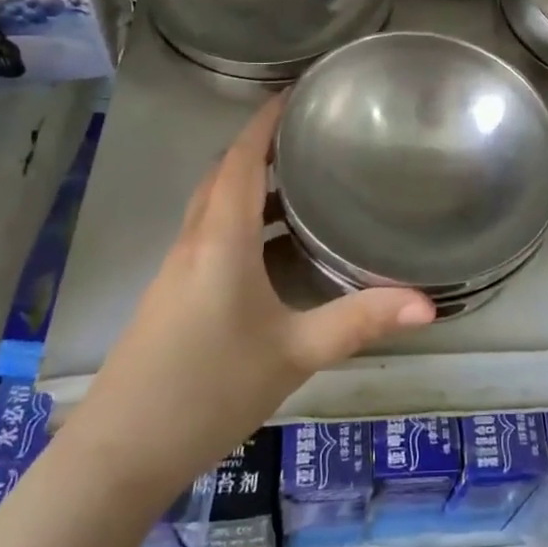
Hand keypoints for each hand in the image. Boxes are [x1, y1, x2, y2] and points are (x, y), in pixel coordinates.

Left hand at [71, 97, 433, 485]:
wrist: (120, 453)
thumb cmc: (210, 389)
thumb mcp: (295, 353)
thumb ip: (359, 322)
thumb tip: (427, 304)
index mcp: (221, 240)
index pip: (241, 160)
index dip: (265, 122)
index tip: (294, 93)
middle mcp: (194, 242)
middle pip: (224, 175)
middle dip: (262, 147)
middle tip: (310, 134)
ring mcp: (177, 269)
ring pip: (214, 206)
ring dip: (251, 183)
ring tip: (301, 180)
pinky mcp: (172, 295)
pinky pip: (210, 235)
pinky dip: (241, 219)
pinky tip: (272, 246)